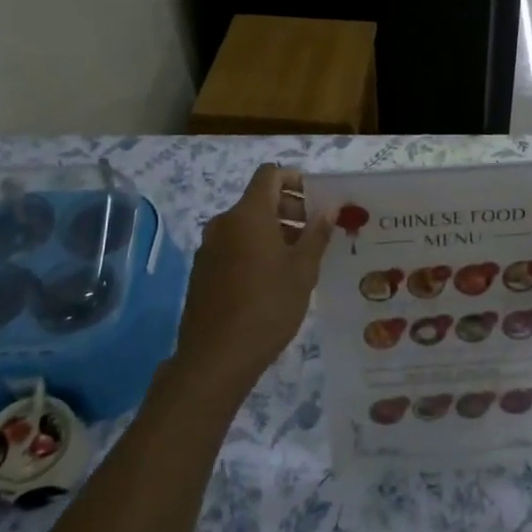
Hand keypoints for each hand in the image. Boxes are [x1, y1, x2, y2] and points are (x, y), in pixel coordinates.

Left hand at [173, 165, 330, 400]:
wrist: (216, 357)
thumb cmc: (268, 307)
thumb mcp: (303, 270)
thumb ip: (317, 234)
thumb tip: (329, 208)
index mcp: (248, 215)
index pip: (269, 174)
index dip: (294, 179)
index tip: (317, 200)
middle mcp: (224, 223)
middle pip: (258, 200)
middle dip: (289, 209)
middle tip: (316, 233)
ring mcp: (209, 248)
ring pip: (246, 226)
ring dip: (273, 232)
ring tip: (299, 259)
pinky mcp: (202, 271)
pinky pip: (233, 247)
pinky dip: (254, 250)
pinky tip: (272, 280)